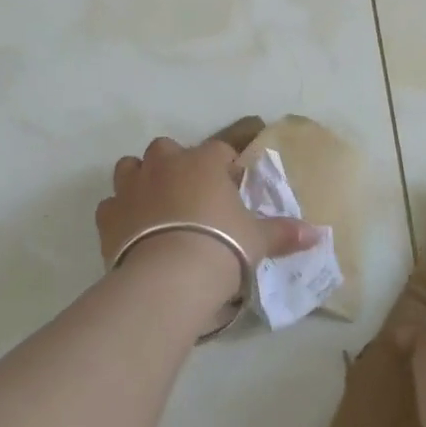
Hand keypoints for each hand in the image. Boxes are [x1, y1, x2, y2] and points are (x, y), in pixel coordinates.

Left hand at [96, 136, 316, 305]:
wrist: (169, 277)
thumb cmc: (222, 246)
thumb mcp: (258, 240)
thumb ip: (283, 233)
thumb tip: (318, 233)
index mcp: (203, 161)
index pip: (220, 149)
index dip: (226, 166)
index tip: (233, 186)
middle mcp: (165, 164)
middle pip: (167, 149)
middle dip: (177, 165)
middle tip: (191, 195)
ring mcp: (132, 187)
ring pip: (130, 167)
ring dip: (142, 179)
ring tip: (156, 205)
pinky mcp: (108, 216)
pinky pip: (111, 205)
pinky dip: (120, 213)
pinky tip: (131, 232)